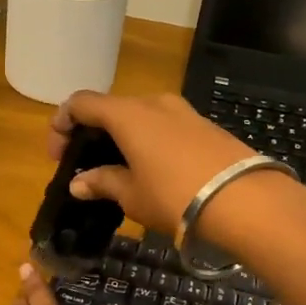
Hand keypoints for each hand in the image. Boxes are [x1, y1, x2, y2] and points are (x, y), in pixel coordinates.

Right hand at [49, 90, 298, 246]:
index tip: (57, 154)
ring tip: (119, 170)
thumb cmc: (176, 196)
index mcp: (127, 114)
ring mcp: (183, 111)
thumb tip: (78, 183)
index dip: (61, 124)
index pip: (81, 103)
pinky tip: (152, 170)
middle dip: (92, 133)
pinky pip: (164, 126)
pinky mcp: (205, 126)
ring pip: (139, 116)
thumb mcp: (132, 195)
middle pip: (111, 108)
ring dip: (121, 137)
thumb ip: (102, 182)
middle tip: (85, 165)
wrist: (248, 201)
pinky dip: (147, 141)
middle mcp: (153, 102)